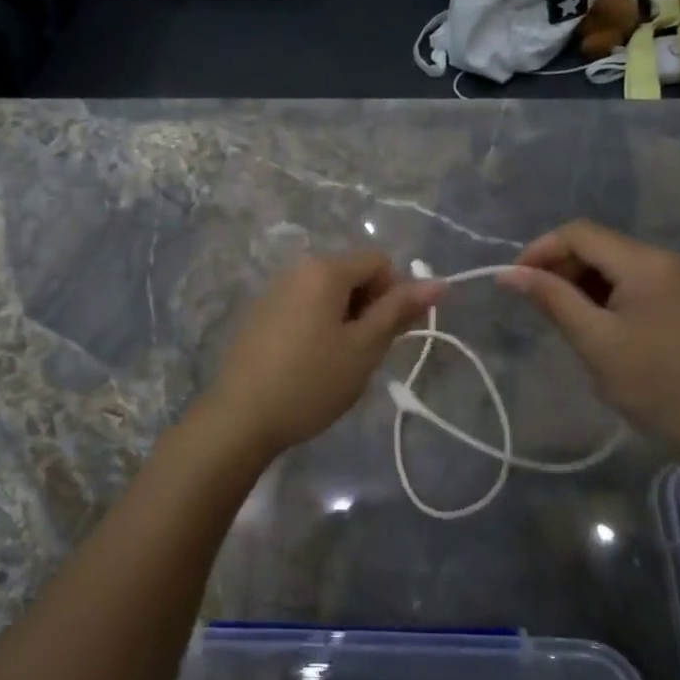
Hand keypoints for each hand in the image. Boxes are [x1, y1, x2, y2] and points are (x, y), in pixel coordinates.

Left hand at [199, 252, 442, 460]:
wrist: (241, 417)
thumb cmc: (311, 381)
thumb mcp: (364, 347)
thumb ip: (399, 310)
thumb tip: (438, 283)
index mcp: (324, 269)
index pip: (378, 262)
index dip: (395, 293)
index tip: (389, 335)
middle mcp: (297, 269)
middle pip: (352, 274)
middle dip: (369, 307)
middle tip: (366, 353)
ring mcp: (274, 290)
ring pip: (329, 293)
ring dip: (346, 319)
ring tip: (339, 362)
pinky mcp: (261, 313)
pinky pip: (305, 306)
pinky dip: (320, 325)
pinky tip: (311, 363)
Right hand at [498, 221, 679, 454]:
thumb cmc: (653, 384)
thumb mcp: (594, 340)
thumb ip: (551, 298)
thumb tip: (508, 273)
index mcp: (645, 262)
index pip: (580, 234)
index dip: (540, 249)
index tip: (513, 280)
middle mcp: (662, 260)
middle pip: (596, 245)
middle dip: (559, 266)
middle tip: (533, 302)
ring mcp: (675, 280)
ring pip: (611, 264)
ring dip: (578, 281)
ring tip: (557, 316)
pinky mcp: (678, 301)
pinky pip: (629, 283)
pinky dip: (601, 294)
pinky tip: (589, 323)